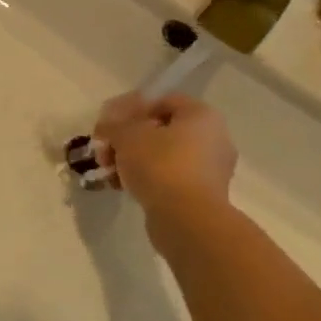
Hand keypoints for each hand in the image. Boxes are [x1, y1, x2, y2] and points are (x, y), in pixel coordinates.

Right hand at [92, 93, 237, 257]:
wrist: (187, 220)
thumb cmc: (160, 165)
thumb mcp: (127, 136)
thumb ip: (113, 125)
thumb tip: (106, 127)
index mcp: (202, 116)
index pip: (163, 101)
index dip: (132, 110)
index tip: (110, 126)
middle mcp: (214, 138)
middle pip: (162, 130)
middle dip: (129, 140)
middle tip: (106, 152)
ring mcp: (211, 170)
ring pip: (165, 156)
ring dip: (135, 161)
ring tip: (110, 173)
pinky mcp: (204, 196)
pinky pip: (171, 179)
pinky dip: (148, 180)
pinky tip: (124, 187)